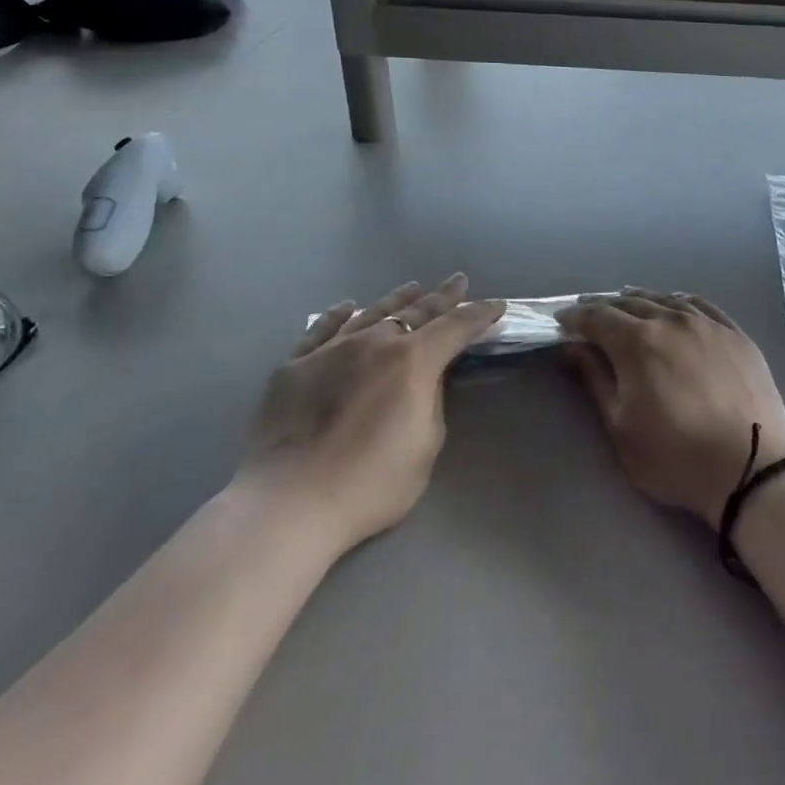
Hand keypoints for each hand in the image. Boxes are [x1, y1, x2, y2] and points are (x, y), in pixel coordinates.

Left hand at [237, 276, 504, 549]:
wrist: (288, 502)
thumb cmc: (370, 483)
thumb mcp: (425, 445)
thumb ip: (430, 402)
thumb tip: (423, 379)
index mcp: (412, 361)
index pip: (455, 327)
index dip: (478, 315)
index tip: (496, 306)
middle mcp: (373, 342)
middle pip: (415, 312)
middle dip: (441, 297)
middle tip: (457, 282)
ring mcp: (330, 350)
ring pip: (371, 313)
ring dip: (397, 299)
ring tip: (412, 287)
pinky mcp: (293, 366)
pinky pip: (321, 330)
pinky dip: (338, 315)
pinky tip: (347, 307)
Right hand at [556, 290, 784, 526]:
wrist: (752, 468)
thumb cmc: (676, 457)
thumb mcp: (621, 427)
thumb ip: (595, 380)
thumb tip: (574, 347)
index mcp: (638, 341)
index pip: (598, 317)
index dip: (576, 317)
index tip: (561, 322)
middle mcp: (672, 320)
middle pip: (630, 303)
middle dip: (603, 306)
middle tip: (587, 312)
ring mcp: (708, 324)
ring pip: (666, 300)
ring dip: (640, 300)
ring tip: (626, 303)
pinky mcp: (736, 334)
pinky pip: (700, 305)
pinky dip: (678, 302)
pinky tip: (675, 305)